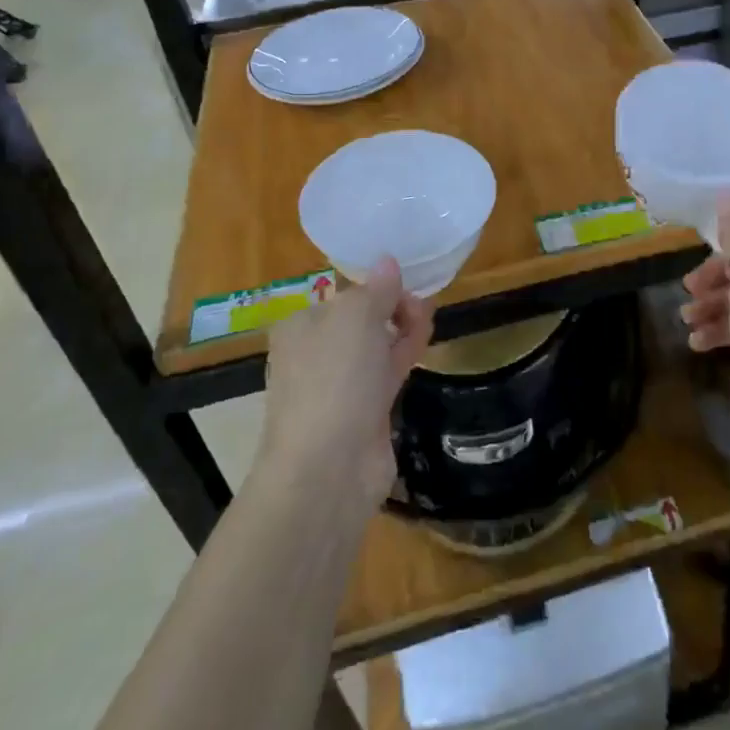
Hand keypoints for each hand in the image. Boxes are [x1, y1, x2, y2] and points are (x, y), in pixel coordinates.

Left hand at [259, 257, 433, 513]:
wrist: (328, 468)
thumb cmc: (334, 378)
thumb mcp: (357, 316)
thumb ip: (377, 289)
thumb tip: (387, 261)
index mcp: (301, 326)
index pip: (342, 295)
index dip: (375, 285)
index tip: (405, 282)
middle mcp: (315, 354)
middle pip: (361, 319)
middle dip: (392, 306)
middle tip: (421, 303)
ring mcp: (339, 386)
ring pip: (377, 346)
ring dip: (402, 327)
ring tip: (428, 315)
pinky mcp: (364, 412)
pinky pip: (387, 372)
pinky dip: (405, 353)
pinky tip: (424, 340)